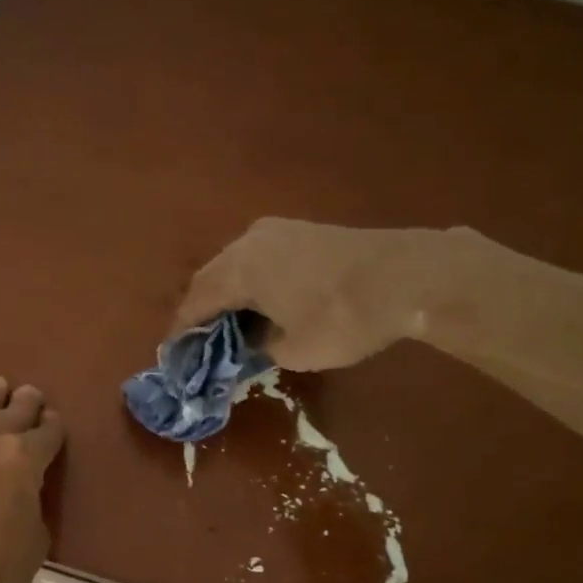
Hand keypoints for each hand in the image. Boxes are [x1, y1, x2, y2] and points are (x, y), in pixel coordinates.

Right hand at [172, 218, 445, 370]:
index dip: (183, 328)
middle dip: (202, 309)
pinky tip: (260, 302)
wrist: (408, 277)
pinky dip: (250, 281)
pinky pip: (259, 257)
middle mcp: (249, 242)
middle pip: (211, 277)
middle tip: (198, 340)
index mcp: (240, 269)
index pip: (197, 301)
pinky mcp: (301, 231)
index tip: (174, 351)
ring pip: (235, 263)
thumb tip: (253, 341)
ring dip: (227, 293)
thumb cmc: (343, 318)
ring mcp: (277, 231)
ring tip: (228, 324)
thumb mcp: (295, 350)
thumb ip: (261, 346)